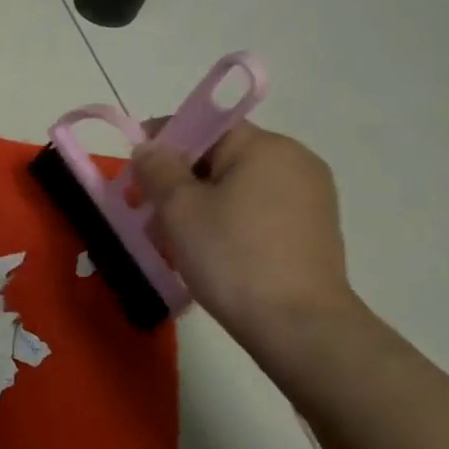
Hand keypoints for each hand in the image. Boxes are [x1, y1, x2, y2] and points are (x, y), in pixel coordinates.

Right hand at [128, 121, 359, 346]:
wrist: (297, 324)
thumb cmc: (231, 256)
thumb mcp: (179, 209)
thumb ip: (158, 168)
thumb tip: (150, 148)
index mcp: (266, 147)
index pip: (206, 125)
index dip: (164, 140)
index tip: (135, 170)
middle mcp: (295, 161)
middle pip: (221, 156)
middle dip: (179, 178)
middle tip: (146, 210)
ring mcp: (310, 196)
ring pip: (237, 186)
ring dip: (200, 202)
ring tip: (172, 238)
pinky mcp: (312, 229)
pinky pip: (257, 209)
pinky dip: (227, 219)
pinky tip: (208, 250)